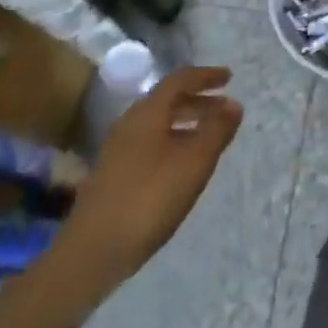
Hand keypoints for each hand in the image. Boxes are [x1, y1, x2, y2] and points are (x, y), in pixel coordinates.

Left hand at [0, 68, 242, 327]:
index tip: (229, 78)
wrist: (93, 251)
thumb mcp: (194, 163)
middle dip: (198, 100)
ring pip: (158, 123)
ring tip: (211, 136)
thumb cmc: (150, 199)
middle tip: (225, 108)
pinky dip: (174, 140)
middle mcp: (129, 124)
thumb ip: (216, 130)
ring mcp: (118, 150)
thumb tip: (233, 103)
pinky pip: (151, 142)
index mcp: (147, 114)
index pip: (178, 80)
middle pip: (167, 100)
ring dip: (187, 122)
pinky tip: (185, 164)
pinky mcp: (115, 173)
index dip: (205, 76)